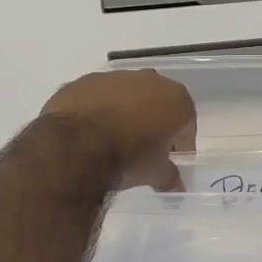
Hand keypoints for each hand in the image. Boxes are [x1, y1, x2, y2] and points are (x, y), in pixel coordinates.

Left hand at [40, 70, 196, 191]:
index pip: (186, 122)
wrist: (75, 145)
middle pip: (157, 102)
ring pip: (126, 95)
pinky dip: (97, 110)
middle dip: (153, 122)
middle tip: (144, 148)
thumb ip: (169, 176)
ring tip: (113, 140)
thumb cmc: (127, 157)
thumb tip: (176, 184)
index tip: (171, 158)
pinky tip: (88, 132)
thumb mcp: (155, 173)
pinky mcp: (84, 81)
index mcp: (174, 98)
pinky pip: (97, 97)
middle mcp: (148, 79)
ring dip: (124, 113)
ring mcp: (114, 77)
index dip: (180, 142)